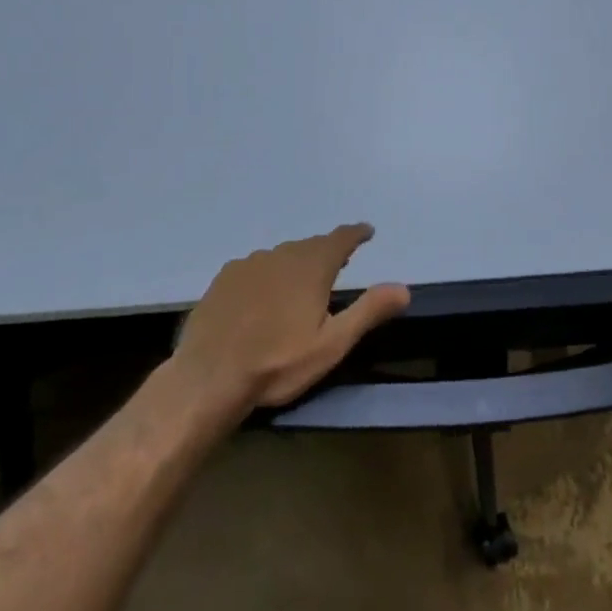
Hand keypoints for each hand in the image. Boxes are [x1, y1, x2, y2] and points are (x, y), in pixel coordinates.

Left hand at [172, 223, 410, 411]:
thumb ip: (368, 311)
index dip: (356, 234)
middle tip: (339, 262)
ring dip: (296, 263)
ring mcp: (247, 265)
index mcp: (311, 267)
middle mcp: (280, 255)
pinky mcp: (222, 281)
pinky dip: (267, 274)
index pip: (340, 238)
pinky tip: (263, 295)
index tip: (367, 232)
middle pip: (310, 246)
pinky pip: (254, 268)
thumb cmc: (278, 363)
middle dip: (327, 251)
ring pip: (281, 256)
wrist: (208, 378)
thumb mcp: (332, 344)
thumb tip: (404, 288)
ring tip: (301, 282)